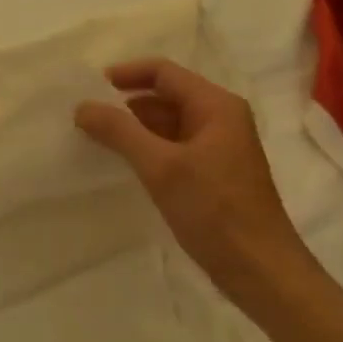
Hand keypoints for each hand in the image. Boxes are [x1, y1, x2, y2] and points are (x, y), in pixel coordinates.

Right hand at [75, 59, 312, 306]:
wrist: (259, 269)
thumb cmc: (214, 211)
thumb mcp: (161, 167)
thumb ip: (120, 132)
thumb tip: (82, 106)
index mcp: (216, 106)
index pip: (164, 72)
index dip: (126, 74)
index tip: (89, 89)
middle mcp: (220, 120)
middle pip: (165, 97)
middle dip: (126, 104)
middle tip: (86, 119)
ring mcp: (218, 149)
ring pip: (168, 125)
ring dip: (135, 129)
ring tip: (96, 141)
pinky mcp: (212, 175)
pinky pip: (173, 150)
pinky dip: (147, 151)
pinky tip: (123, 166)